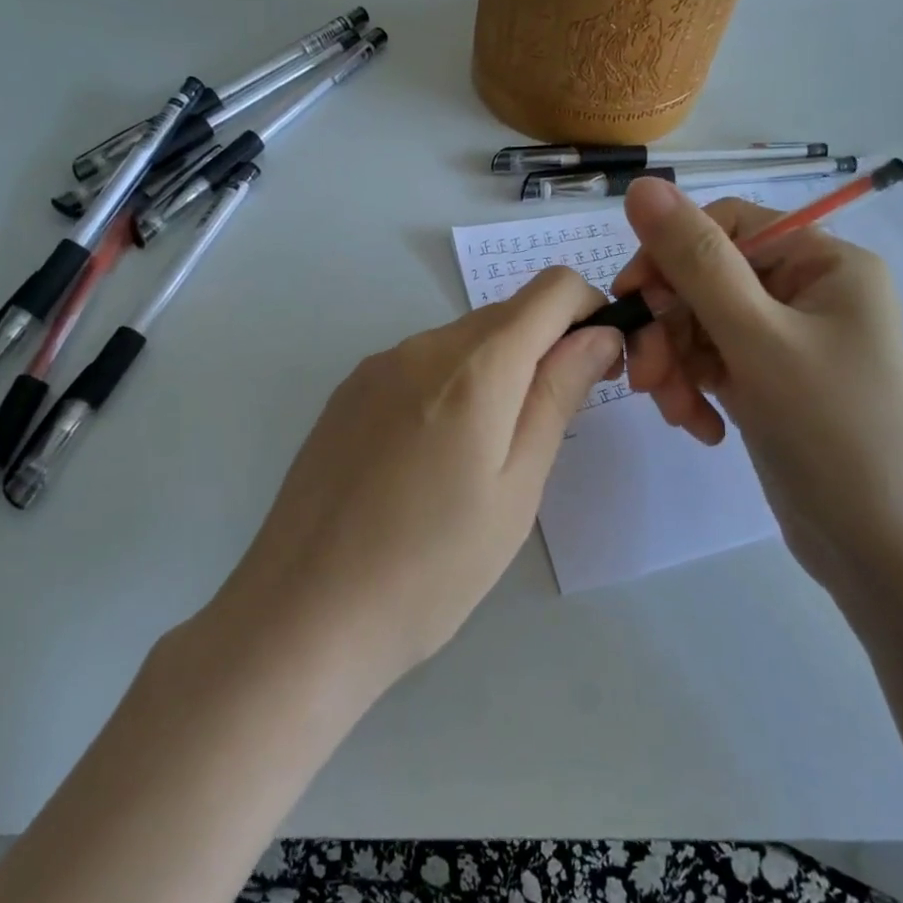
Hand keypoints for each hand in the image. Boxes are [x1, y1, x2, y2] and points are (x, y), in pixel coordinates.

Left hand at [213, 267, 621, 696]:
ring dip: (495, 371)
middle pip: (506, 314)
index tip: (596, 369)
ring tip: (483, 456)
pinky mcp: (347, 393)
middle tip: (547, 427)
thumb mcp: (517, 487)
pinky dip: (450, 386)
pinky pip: (419, 365)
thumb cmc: (433, 567)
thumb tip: (599, 334)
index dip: (589, 312)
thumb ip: (558, 396)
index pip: (552, 289)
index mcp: (475, 365)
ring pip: (462, 341)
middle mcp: (422, 345)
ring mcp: (376, 366)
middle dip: (545, 348)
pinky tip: (431, 458)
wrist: (304, 613)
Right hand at [611, 178, 902, 596]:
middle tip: (645, 379)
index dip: (670, 256)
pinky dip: (696, 391)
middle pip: (706, 283)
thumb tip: (642, 186)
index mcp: (824, 264)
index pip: (724, 228)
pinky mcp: (771, 384)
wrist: (883, 553)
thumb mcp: (758, 339)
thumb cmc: (834, 433)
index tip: (631, 299)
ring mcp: (788, 343)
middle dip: (670, 330)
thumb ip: (696, 261)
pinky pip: (713, 366)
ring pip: (700, 328)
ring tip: (678, 414)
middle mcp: (807, 294)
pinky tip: (702, 429)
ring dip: (677, 367)